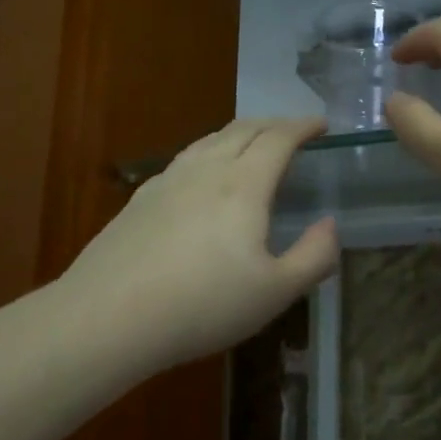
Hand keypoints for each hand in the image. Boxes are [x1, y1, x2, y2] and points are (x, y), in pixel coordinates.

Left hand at [59, 118, 340, 373]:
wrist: (110, 315)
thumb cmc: (203, 304)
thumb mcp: (275, 292)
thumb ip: (314, 256)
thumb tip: (330, 225)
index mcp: (243, 185)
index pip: (278, 138)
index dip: (303, 126)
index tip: (321, 124)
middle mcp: (204, 170)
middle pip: (242, 129)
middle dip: (273, 123)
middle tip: (292, 131)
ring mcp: (166, 182)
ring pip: (208, 141)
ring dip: (238, 134)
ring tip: (250, 144)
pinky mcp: (139, 200)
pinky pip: (183, 161)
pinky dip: (207, 153)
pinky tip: (200, 176)